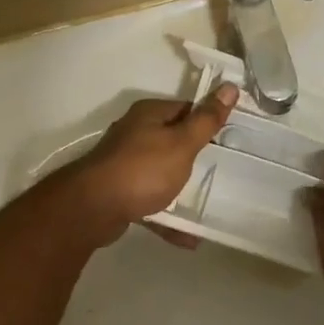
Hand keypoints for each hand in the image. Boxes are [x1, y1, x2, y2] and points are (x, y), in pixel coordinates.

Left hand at [54, 85, 238, 247]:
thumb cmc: (143, 169)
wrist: (93, 208)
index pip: (186, 109)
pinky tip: (188, 237)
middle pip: (172, 139)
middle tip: (223, 170)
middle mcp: (134, 133)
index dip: (208, 121)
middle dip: (195, 155)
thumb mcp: (182, 143)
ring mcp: (124, 163)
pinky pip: (150, 200)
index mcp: (149, 115)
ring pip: (160, 172)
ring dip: (181, 188)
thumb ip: (206, 120)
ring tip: (208, 204)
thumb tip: (230, 87)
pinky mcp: (119, 191)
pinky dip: (168, 214)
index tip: (230, 138)